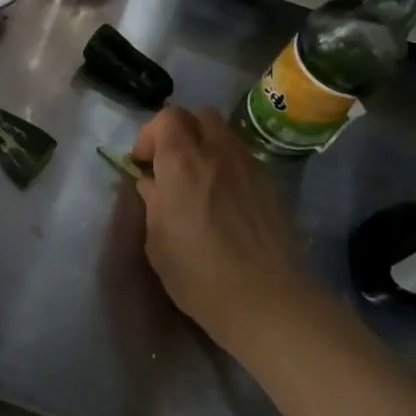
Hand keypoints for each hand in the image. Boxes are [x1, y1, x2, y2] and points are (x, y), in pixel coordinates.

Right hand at [131, 107, 325, 359]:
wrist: (267, 299)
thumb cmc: (198, 274)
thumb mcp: (157, 241)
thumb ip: (152, 203)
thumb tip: (152, 184)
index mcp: (182, 162)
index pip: (166, 118)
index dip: (150, 135)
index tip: (143, 165)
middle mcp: (218, 153)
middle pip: (200, 116)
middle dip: (180, 132)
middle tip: (170, 165)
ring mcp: (250, 167)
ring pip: (225, 135)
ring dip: (206, 147)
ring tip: (198, 183)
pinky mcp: (272, 186)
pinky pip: (244, 160)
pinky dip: (228, 167)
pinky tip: (225, 202)